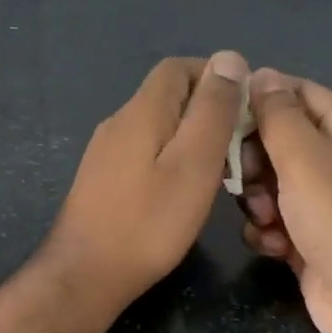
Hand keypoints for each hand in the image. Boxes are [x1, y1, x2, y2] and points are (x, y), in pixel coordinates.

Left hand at [43, 51, 249, 312]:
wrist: (86, 274)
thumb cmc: (149, 222)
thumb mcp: (194, 164)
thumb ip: (213, 110)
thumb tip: (229, 58)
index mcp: (142, 111)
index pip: (178, 67)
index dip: (215, 76)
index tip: (245, 107)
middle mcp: (119, 122)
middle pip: (168, 95)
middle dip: (207, 109)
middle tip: (239, 146)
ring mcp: (106, 152)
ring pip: (158, 126)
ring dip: (191, 137)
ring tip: (219, 171)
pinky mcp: (103, 179)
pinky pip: (145, 152)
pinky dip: (171, 159)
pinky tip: (184, 190)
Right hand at [238, 69, 331, 332]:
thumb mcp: (306, 158)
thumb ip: (277, 115)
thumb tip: (261, 75)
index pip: (299, 93)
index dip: (261, 97)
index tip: (223, 113)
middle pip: (279, 140)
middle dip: (254, 158)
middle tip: (245, 176)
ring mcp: (325, 204)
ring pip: (271, 184)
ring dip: (258, 199)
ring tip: (267, 218)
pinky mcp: (310, 241)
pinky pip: (275, 222)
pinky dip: (267, 232)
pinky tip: (273, 246)